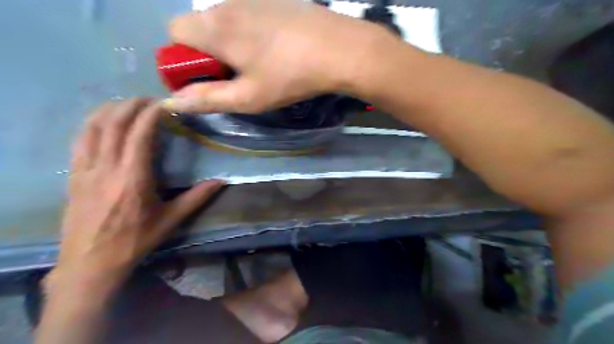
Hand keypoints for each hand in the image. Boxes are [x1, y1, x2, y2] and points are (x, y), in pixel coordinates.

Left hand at [55, 98, 223, 284]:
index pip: (139, 134)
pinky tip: (101, 123)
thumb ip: (197, 198)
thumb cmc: (135, 241)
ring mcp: (85, 170)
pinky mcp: (73, 177)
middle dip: (131, 106)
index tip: (164, 103)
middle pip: (113, 124)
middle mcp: (107, 168)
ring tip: (125, 104)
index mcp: (133, 177)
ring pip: (92, 128)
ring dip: (109, 111)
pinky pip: (79, 142)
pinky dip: (91, 125)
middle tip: (148, 99)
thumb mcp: (171, 220)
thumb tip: (222, 181)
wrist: (90, 264)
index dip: (151, 114)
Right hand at [163, 0, 382, 111]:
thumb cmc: (289, 77)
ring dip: (230, 42)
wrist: (338, 49)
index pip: (174, 32)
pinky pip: (249, 14)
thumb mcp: (248, 97)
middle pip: (200, 25)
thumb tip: (174, 101)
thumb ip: (208, 98)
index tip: (207, 78)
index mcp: (215, 27)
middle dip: (207, 52)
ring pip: (225, 20)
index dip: (183, 58)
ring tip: (259, 64)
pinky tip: (275, 48)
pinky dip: (250, 32)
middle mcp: (228, 3)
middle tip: (236, 75)